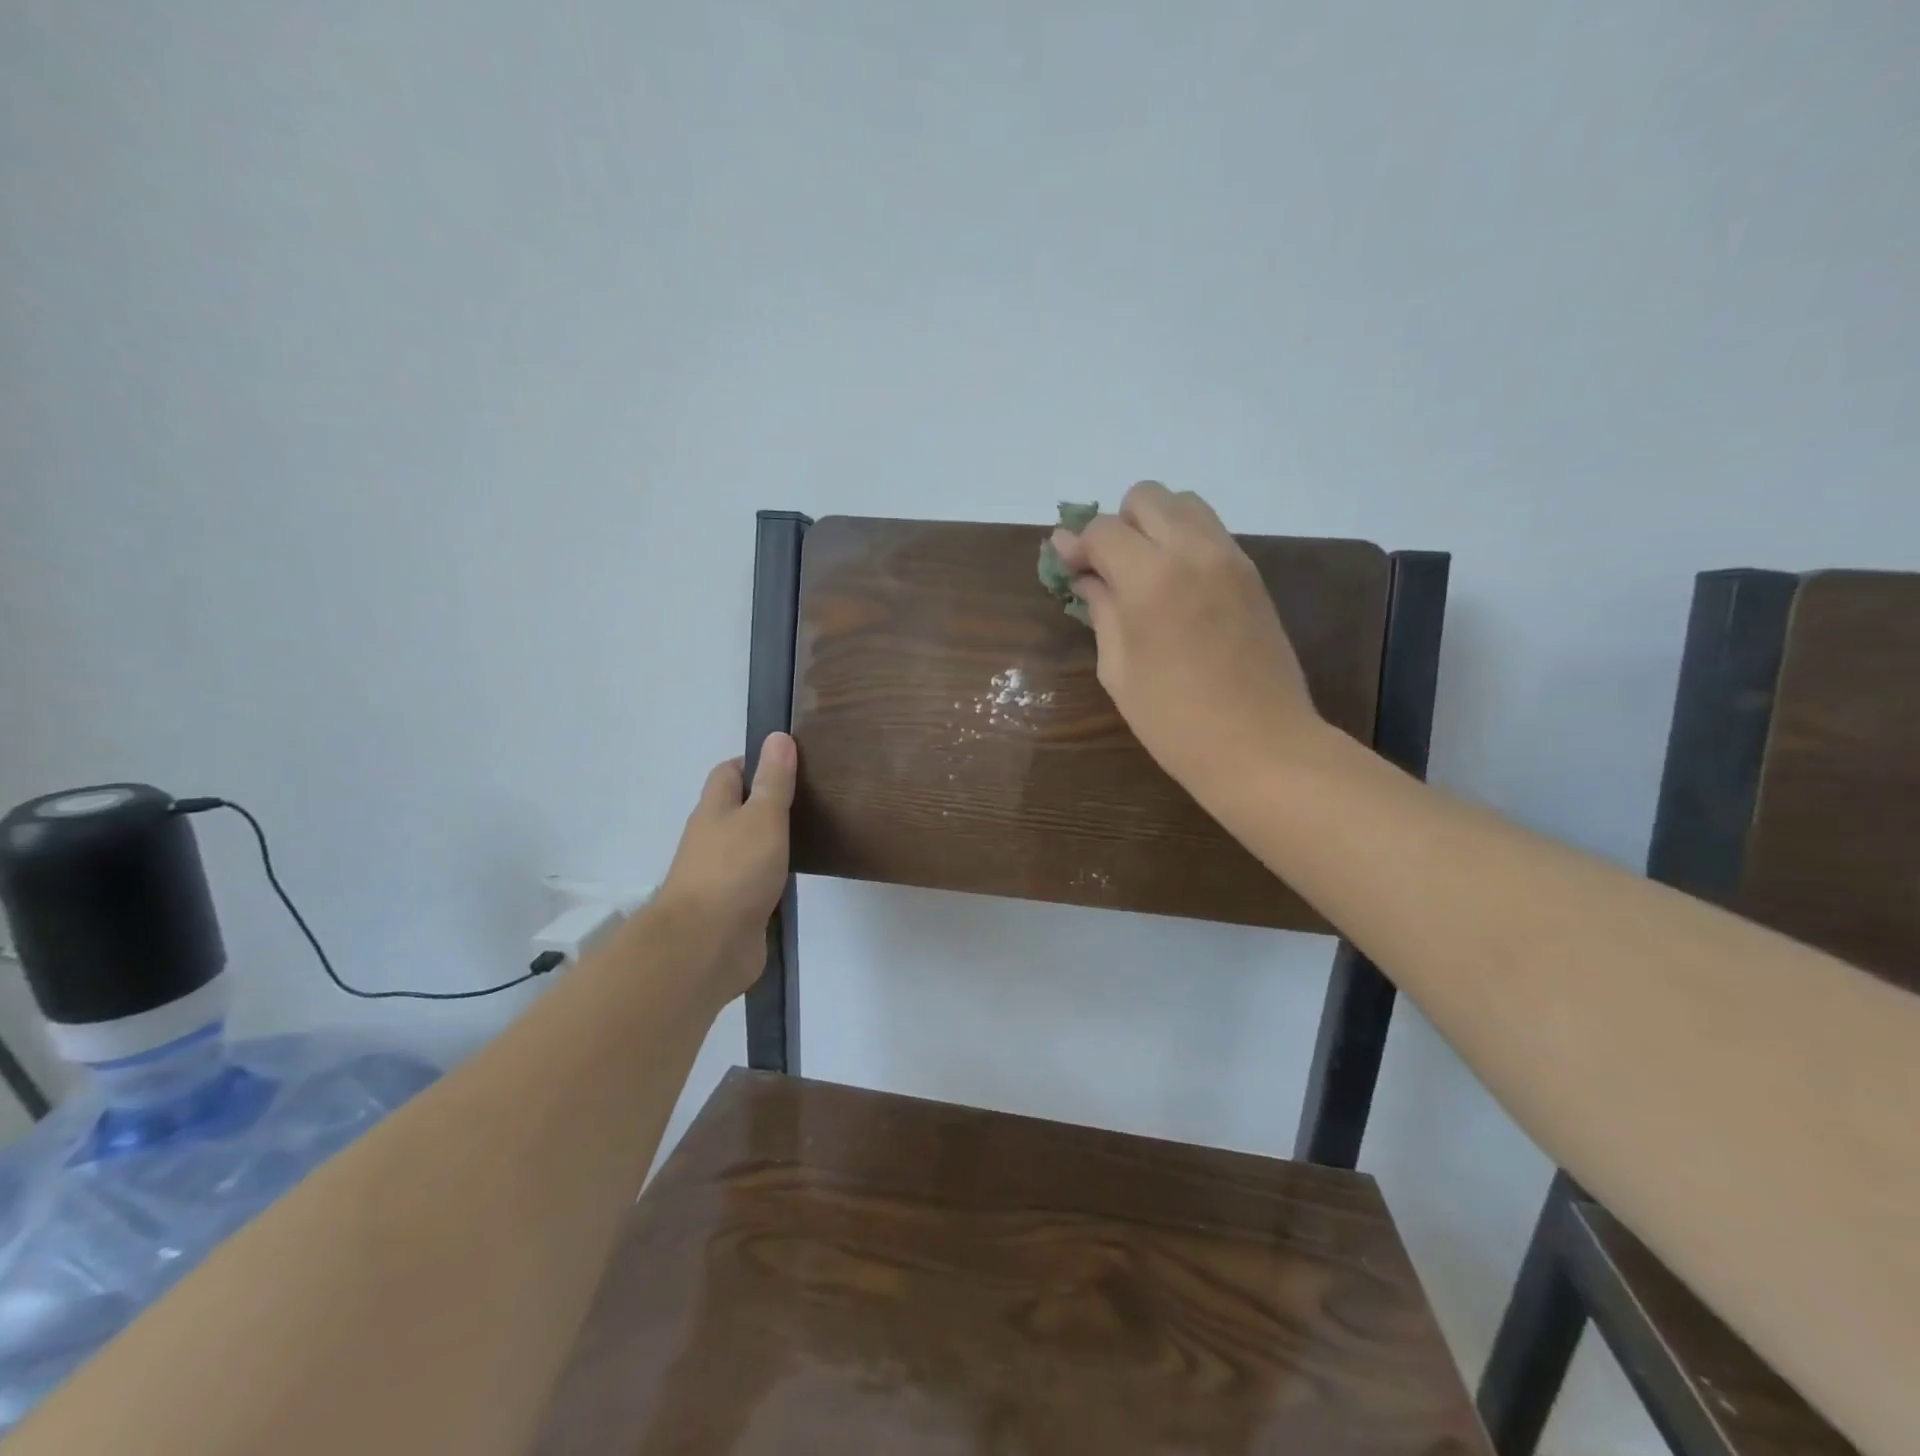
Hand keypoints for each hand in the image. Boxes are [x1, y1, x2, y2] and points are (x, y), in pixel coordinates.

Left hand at [655, 732, 797, 1002]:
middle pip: (737, 811)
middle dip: (766, 803)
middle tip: (810, 797)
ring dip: (771, 841)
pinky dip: (773, 876)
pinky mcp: (733, 909)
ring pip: (747, 848)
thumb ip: (773, 781)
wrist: (705, 946)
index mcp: (714, 811)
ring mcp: (720, 876)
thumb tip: (777, 736)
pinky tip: (798, 876)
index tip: (789, 762)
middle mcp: (712, 839)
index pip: (729, 773)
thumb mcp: (762, 817)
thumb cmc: (734, 871)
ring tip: (812, 833)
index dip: (755, 762)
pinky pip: (755, 882)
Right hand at [1051, 482, 1321, 808]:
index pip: (1103, 530)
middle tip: (1106, 568)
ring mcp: (1230, 558)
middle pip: (1146, 498)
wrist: (1261, 746)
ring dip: (1154, 525)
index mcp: (1151, 577)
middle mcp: (1193, 551)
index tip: (1066, 567)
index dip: (1076, 544)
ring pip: (1184, 504)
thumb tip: (1085, 576)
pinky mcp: (1252, 574)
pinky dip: (1183, 541)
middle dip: (1117, 524)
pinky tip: (1174, 586)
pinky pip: (1210, 532)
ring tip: (1142, 571)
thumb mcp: (1119, 670)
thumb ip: (1101, 610)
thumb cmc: (1175, 720)